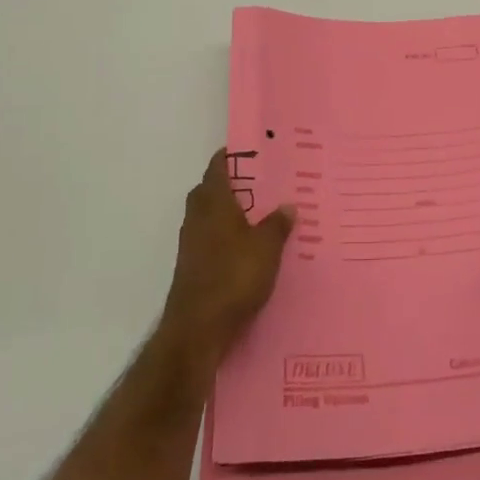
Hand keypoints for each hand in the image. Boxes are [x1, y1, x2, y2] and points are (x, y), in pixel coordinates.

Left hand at [161, 148, 295, 365]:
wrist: (197, 329)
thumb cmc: (233, 277)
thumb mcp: (266, 248)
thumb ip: (277, 224)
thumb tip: (287, 205)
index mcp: (213, 201)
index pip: (218, 166)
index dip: (234, 155)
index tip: (254, 150)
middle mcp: (197, 216)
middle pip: (211, 190)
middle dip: (234, 185)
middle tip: (263, 184)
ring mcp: (191, 243)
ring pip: (210, 216)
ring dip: (230, 213)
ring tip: (261, 216)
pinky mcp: (192, 267)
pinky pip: (211, 240)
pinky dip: (226, 238)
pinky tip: (248, 250)